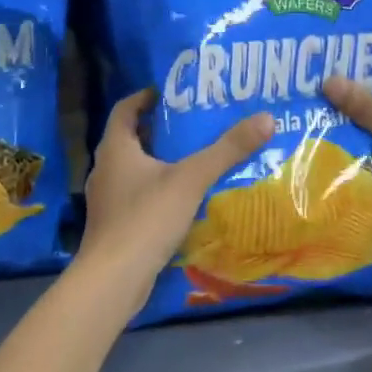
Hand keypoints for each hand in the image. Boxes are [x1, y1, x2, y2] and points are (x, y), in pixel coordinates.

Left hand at [74, 89, 273, 310]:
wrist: (113, 280)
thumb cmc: (146, 218)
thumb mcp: (192, 179)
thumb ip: (228, 149)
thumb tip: (266, 118)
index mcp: (115, 149)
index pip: (125, 109)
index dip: (145, 97)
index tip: (170, 91)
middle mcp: (105, 169)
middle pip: (131, 139)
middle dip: (160, 130)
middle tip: (194, 122)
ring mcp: (107, 200)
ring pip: (134, 170)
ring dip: (159, 161)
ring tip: (194, 158)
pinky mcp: (115, 226)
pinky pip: (137, 196)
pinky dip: (158, 190)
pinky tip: (183, 198)